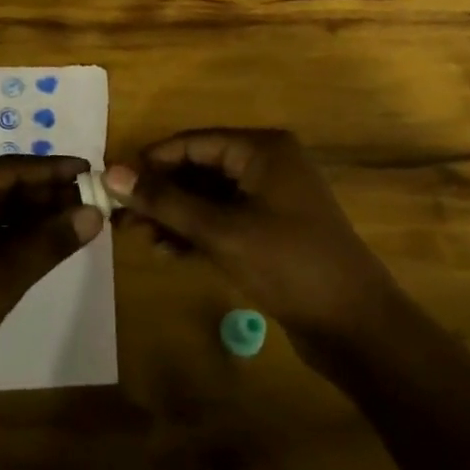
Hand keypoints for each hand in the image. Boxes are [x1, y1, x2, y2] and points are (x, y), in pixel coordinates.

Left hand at [0, 155, 104, 412]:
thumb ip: (48, 243)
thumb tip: (95, 214)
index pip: (6, 169)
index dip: (51, 170)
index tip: (91, 170)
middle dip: (43, 195)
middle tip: (91, 201)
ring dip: (30, 215)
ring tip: (76, 220)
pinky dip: (10, 234)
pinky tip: (43, 241)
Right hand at [108, 129, 392, 351]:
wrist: (357, 327)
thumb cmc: (289, 264)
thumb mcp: (221, 230)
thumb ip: (165, 201)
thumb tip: (112, 174)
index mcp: (261, 149)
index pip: (192, 143)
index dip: (150, 161)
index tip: (112, 182)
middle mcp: (266, 165)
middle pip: (198, 169)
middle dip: (160, 193)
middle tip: (120, 217)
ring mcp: (270, 199)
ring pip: (208, 197)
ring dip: (174, 215)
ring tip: (138, 238)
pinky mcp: (271, 231)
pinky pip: (223, 220)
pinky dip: (196, 233)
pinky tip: (167, 252)